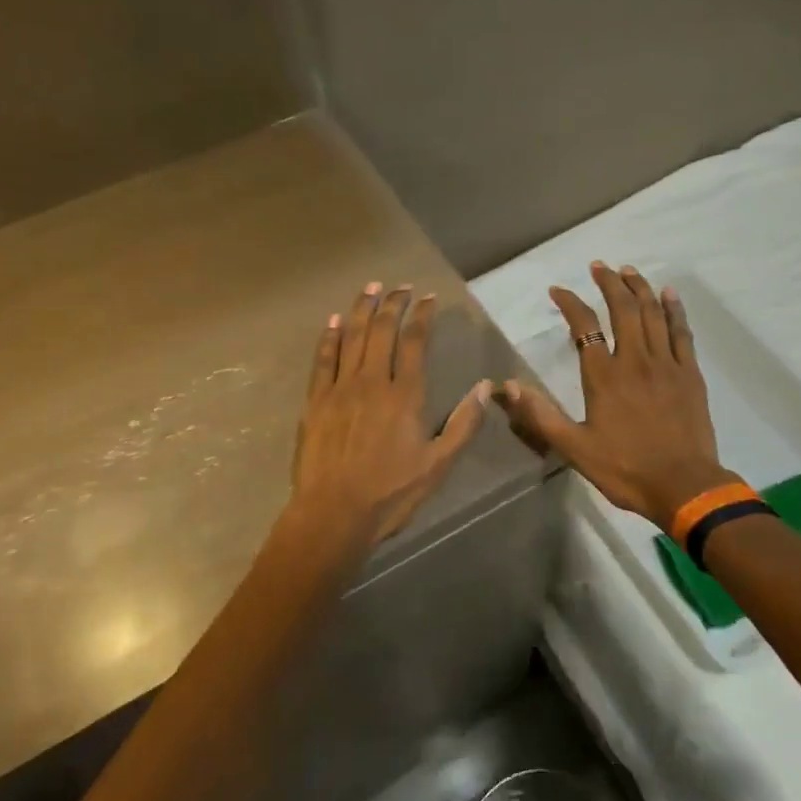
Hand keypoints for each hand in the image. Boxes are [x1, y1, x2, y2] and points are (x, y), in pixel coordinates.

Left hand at [289, 282, 491, 552]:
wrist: (334, 513)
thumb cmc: (391, 492)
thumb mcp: (438, 464)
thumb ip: (463, 424)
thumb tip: (485, 387)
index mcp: (405, 395)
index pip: (415, 342)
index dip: (422, 315)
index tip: (428, 298)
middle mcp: (372, 382)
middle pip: (382, 331)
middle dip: (393, 304)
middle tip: (400, 286)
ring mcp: (340, 389)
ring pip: (351, 337)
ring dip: (362, 309)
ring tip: (371, 288)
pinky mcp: (315, 401)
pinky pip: (322, 359)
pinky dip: (328, 337)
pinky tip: (333, 321)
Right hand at [496, 262, 733, 529]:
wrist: (684, 486)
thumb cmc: (625, 469)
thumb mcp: (574, 448)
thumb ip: (541, 416)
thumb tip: (506, 387)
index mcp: (604, 377)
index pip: (583, 327)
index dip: (570, 304)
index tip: (558, 291)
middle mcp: (635, 360)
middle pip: (623, 309)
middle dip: (610, 283)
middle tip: (600, 266)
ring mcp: (666, 364)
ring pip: (652, 314)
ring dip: (639, 288)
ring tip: (629, 270)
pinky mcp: (690, 374)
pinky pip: (681, 332)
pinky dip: (674, 310)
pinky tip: (669, 294)